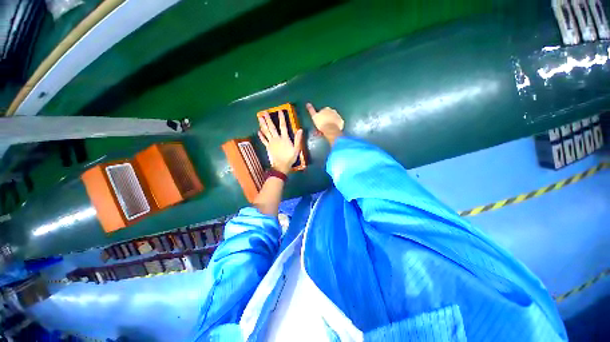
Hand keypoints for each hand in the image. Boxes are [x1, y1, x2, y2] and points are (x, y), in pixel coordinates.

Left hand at [258, 111, 302, 173]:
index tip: (280, 111)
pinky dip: (261, 136)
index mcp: (284, 138)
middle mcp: (277, 139)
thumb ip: (298, 139)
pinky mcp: (268, 147)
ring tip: (259, 118)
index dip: (281, 118)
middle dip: (268, 119)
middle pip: (272, 127)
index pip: (283, 126)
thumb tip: (300, 129)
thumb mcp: (297, 149)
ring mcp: (271, 143)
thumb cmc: (290, 158)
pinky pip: (263, 140)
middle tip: (264, 113)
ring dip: (263, 125)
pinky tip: (258, 131)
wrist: (281, 166)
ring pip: (266, 132)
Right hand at [306, 103, 343, 143]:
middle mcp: (333, 111)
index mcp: (326, 109)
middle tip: (321, 128)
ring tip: (326, 131)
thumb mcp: (314, 117)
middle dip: (325, 121)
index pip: (322, 111)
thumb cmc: (321, 123)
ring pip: (332, 120)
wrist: (330, 130)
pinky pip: (337, 124)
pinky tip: (331, 131)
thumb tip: (308, 104)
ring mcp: (338, 116)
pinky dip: (334, 127)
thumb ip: (311, 110)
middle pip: (328, 116)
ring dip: (329, 124)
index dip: (320, 118)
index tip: (318, 123)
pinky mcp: (341, 122)